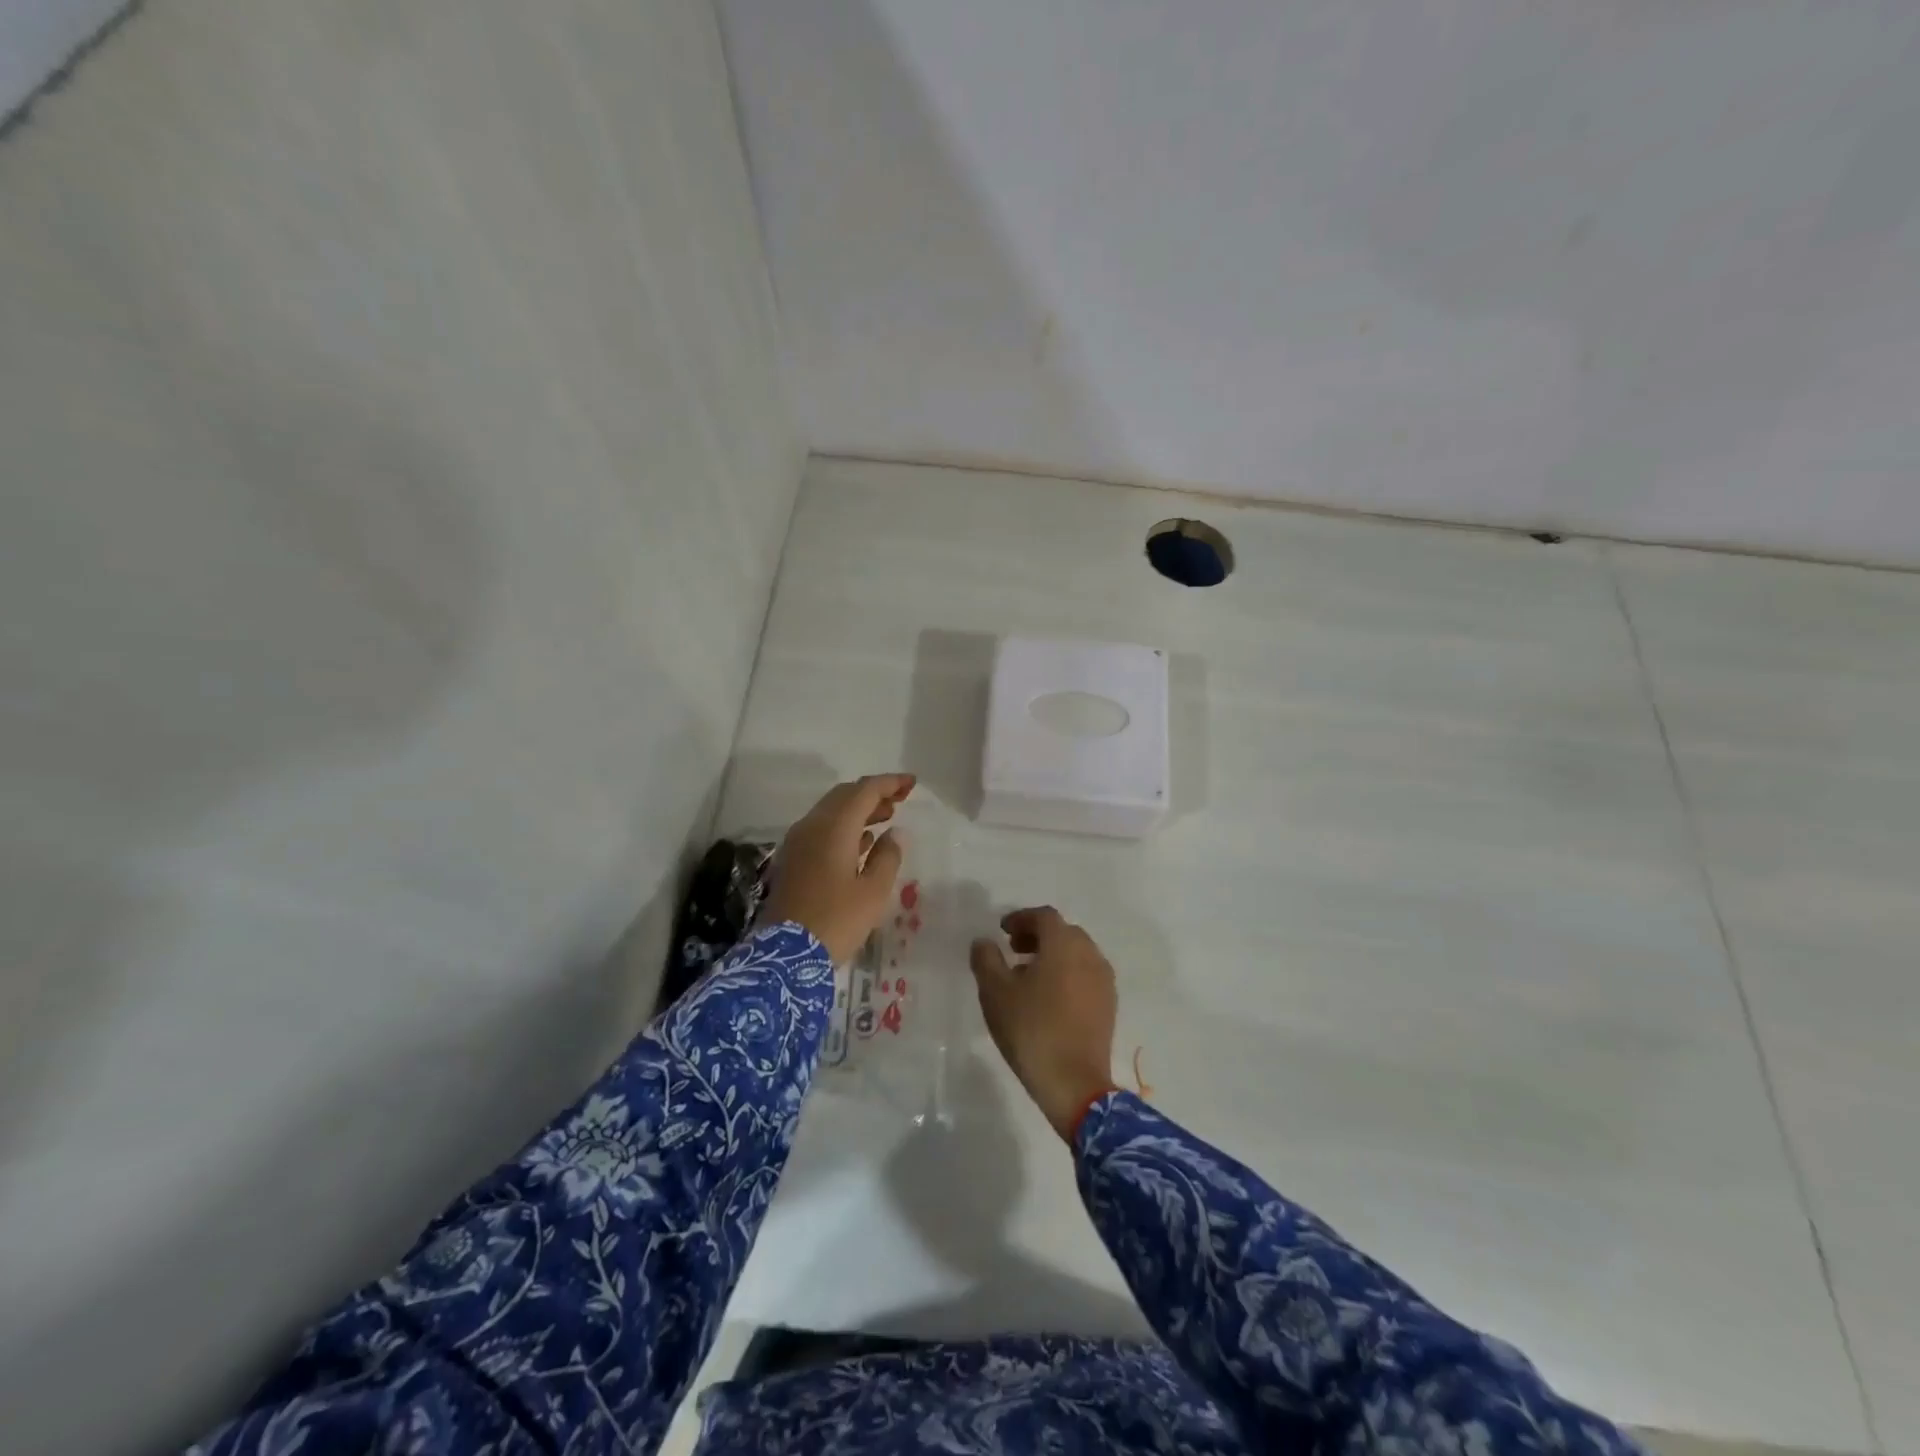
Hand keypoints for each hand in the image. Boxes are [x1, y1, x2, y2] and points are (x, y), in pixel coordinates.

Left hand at [761, 774, 914, 964]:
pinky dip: (844, 827)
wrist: (785, 955)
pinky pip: (821, 829)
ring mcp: (798, 842)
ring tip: (886, 817)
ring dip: (859, 809)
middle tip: (900, 799)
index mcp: (834, 827)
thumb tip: (895, 833)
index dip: (889, 783)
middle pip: (844, 796)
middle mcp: (812, 826)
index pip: (864, 791)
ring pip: (831, 812)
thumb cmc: (836, 921)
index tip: (912, 784)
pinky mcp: (793, 860)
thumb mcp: (873, 892)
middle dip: (873, 793)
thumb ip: (888, 856)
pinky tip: (862, 841)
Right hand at [970, 907, 1118, 1141]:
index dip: (1021, 918)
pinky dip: (1067, 974)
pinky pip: (1086, 975)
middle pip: (1063, 932)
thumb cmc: (1031, 1029)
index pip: (1044, 916)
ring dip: (1053, 955)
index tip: (1002, 931)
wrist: (1074, 1083)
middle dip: (1037, 936)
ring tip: (1028, 976)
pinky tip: (1049, 998)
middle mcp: (1089, 954)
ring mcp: (1103, 980)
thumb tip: (984, 942)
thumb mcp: (995, 992)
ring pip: (1077, 954)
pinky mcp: (1109, 1005)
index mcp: (1064, 944)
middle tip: (1013, 951)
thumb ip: (986, 959)